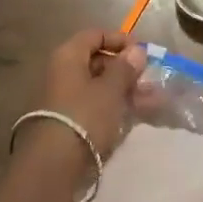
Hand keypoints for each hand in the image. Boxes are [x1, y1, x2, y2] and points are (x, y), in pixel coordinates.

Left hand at [21, 30, 149, 171]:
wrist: (52, 166)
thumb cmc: (84, 116)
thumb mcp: (111, 90)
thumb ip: (125, 68)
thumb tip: (137, 50)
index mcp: (68, 56)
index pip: (95, 35)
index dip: (120, 40)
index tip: (143, 52)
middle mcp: (61, 72)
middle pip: (97, 61)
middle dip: (125, 69)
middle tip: (148, 80)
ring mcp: (62, 98)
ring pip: (98, 86)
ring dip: (124, 90)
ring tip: (150, 101)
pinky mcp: (66, 121)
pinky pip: (93, 105)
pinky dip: (113, 107)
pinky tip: (133, 116)